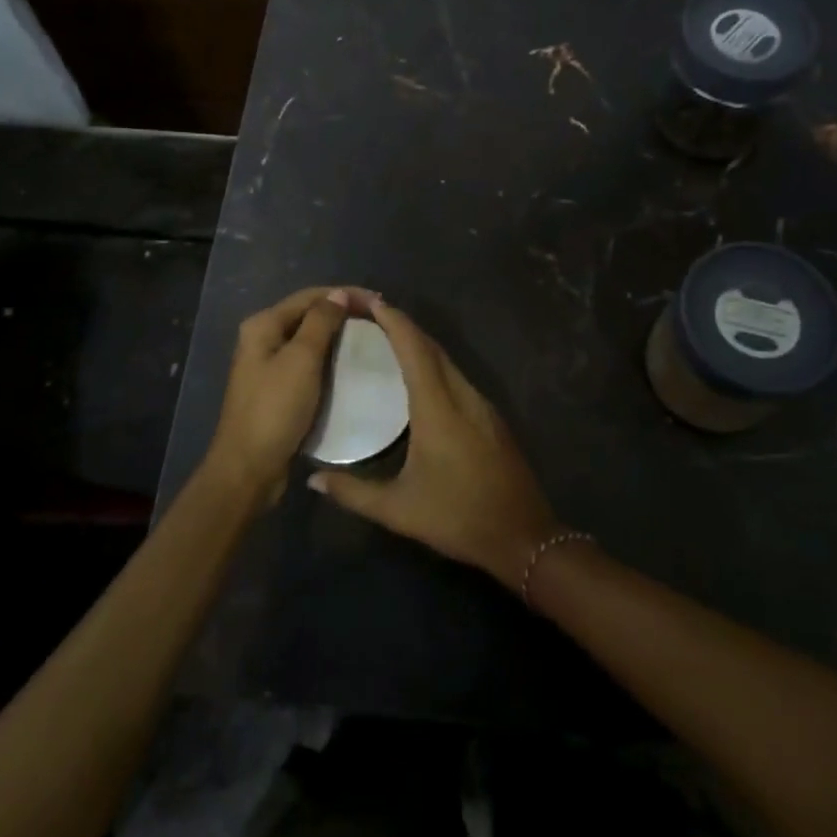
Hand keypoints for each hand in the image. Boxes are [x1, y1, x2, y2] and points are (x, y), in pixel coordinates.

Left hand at [208, 286, 372, 500]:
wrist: (249, 469)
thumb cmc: (275, 409)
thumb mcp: (302, 359)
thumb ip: (321, 322)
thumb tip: (339, 294)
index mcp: (263, 325)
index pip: (310, 296)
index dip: (345, 294)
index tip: (379, 303)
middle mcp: (262, 340)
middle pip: (309, 315)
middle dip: (343, 314)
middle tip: (379, 321)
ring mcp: (269, 366)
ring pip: (310, 341)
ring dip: (339, 338)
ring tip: (371, 341)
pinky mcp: (278, 390)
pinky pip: (309, 365)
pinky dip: (331, 361)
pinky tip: (351, 368)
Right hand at [309, 301, 561, 593]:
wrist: (523, 536)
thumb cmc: (458, 517)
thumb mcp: (399, 510)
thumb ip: (353, 493)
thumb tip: (313, 480)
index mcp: (438, 407)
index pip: (414, 349)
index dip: (393, 320)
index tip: (369, 301)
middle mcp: (462, 395)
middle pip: (431, 346)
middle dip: (402, 324)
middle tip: (370, 315)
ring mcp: (481, 404)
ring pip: (447, 359)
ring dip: (419, 343)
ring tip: (387, 339)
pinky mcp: (490, 416)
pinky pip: (457, 376)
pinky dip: (433, 363)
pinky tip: (419, 376)